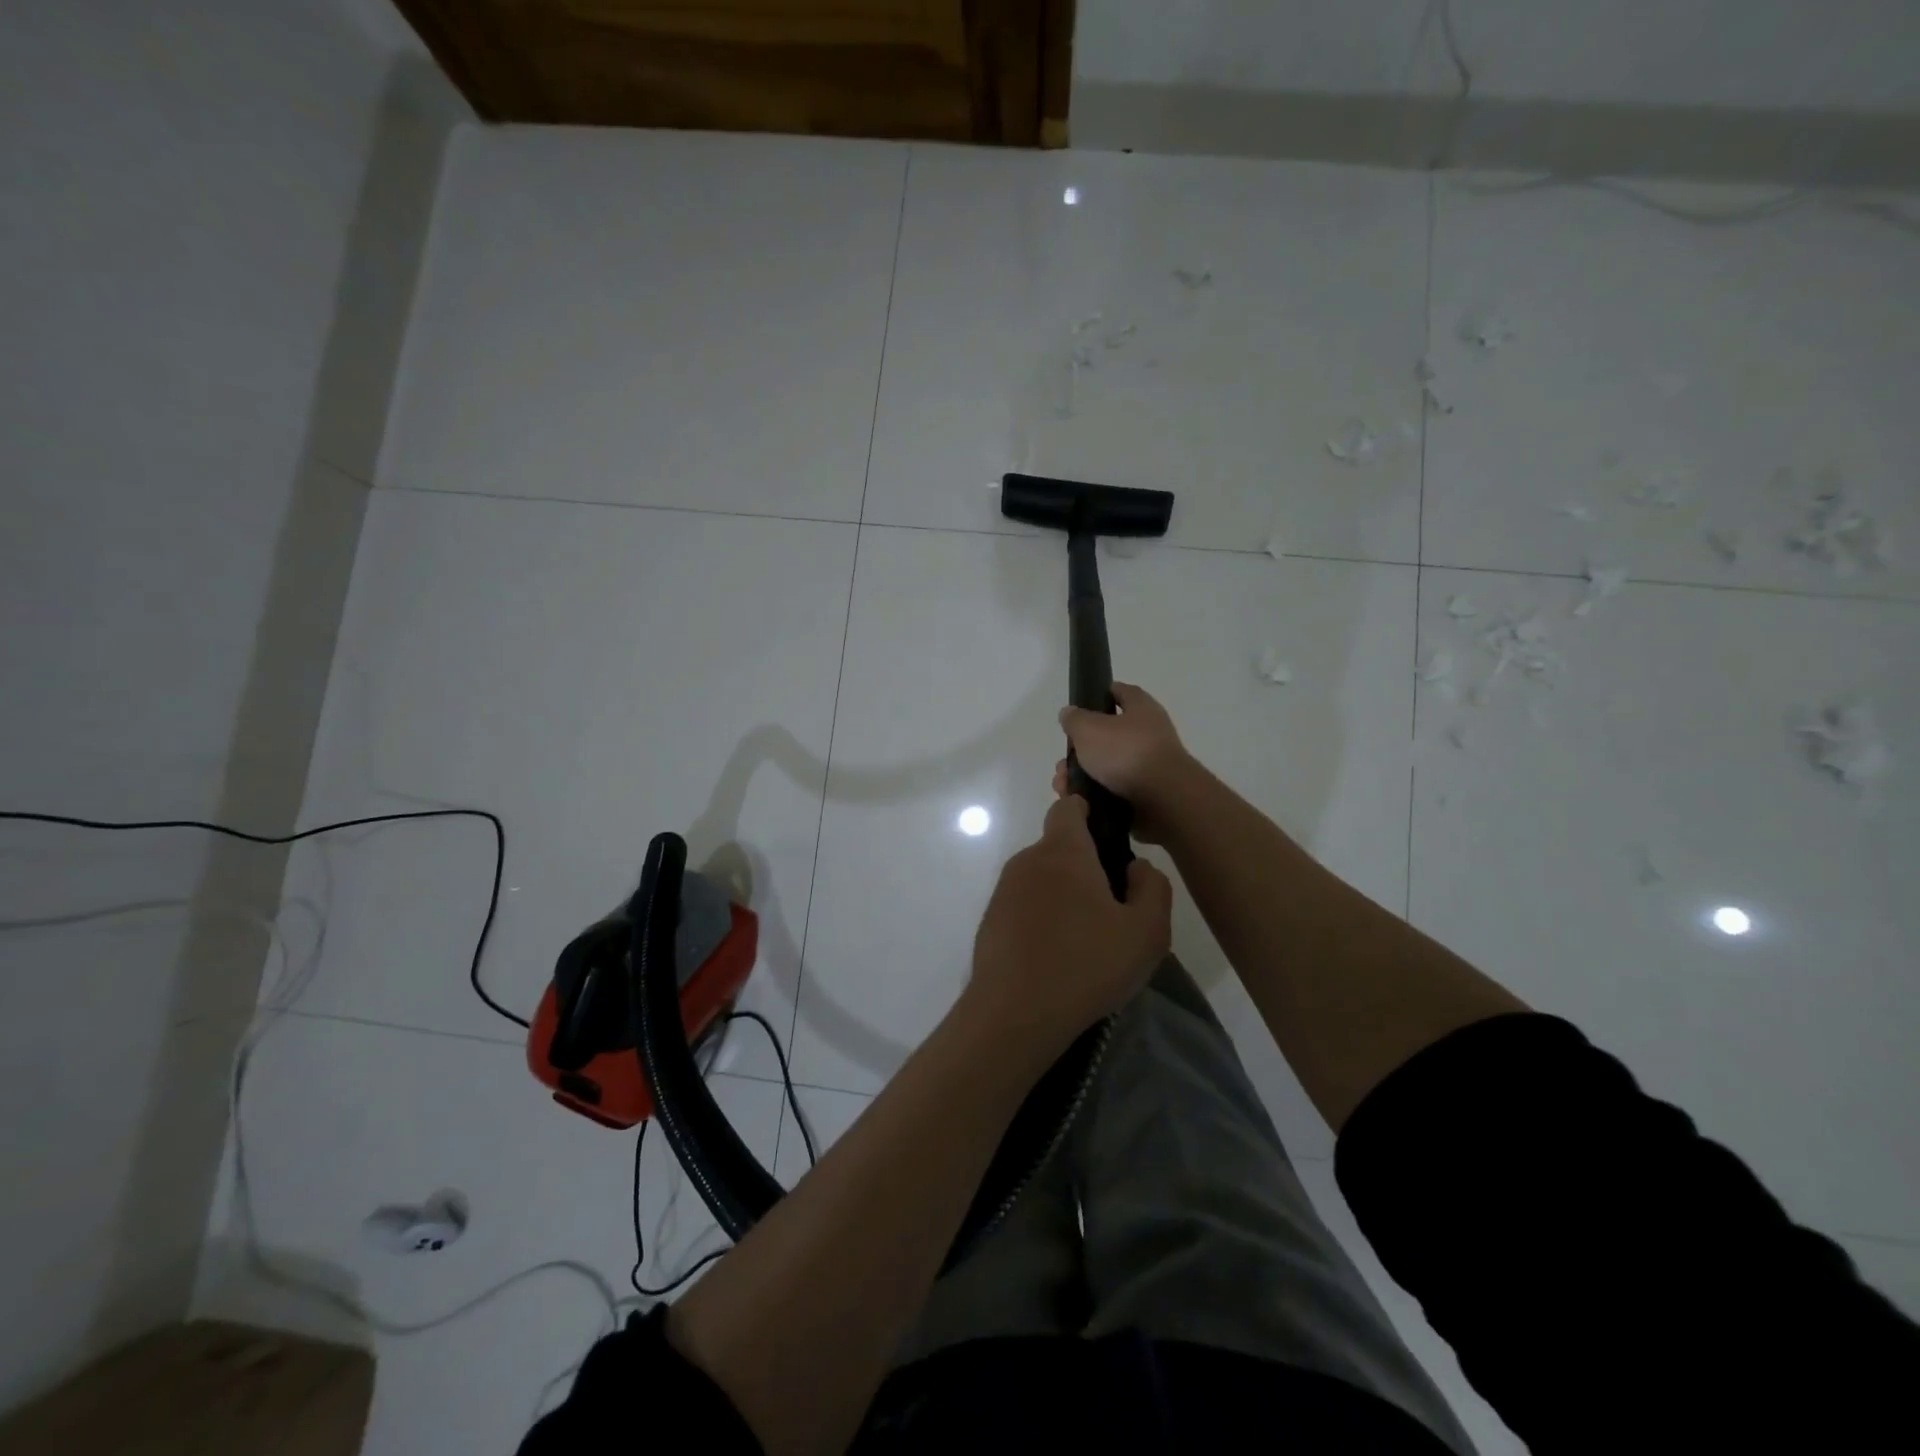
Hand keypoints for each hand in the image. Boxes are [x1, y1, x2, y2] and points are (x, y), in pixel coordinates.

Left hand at [966, 796, 1172, 1049]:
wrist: (1014, 1014)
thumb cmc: (1086, 965)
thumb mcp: (1146, 931)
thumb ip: (1153, 888)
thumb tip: (1136, 867)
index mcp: (1063, 851)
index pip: (1069, 808)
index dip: (1089, 812)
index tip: (1110, 839)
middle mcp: (1027, 861)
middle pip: (1059, 848)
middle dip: (1085, 867)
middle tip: (1112, 908)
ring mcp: (1003, 892)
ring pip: (1042, 879)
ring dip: (1064, 897)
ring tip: (1087, 940)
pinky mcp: (991, 921)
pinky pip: (1024, 907)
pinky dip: (1042, 920)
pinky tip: (1057, 957)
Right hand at [1053, 682, 1192, 843]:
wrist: (1163, 800)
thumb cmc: (1126, 753)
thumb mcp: (1088, 729)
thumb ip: (1075, 719)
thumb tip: (1069, 713)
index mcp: (1142, 709)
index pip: (1122, 692)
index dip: (1102, 694)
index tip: (1083, 704)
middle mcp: (1150, 733)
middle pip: (1111, 734)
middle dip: (1084, 747)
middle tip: (1065, 758)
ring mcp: (1151, 765)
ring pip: (1109, 766)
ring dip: (1085, 774)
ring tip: (1065, 784)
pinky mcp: (1149, 793)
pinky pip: (1115, 790)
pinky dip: (1097, 795)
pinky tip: (1080, 801)